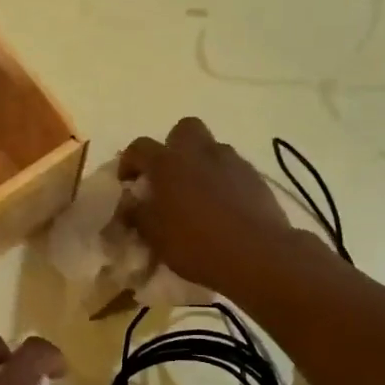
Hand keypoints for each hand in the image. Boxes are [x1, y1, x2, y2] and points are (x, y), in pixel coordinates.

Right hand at [118, 118, 293, 296]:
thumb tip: (129, 204)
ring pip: (211, 148)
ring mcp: (231, 162)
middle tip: (169, 176)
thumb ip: (138, 215)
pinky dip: (223, 180)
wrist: (257, 254)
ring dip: (200, 163)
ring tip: (198, 194)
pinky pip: (233, 168)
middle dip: (173, 147)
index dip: (129, 162)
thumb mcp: (155, 236)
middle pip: (183, 130)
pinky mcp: (255, 177)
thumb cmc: (196, 244)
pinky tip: (223, 206)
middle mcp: (199, 153)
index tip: (127, 182)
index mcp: (167, 164)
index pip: (139, 148)